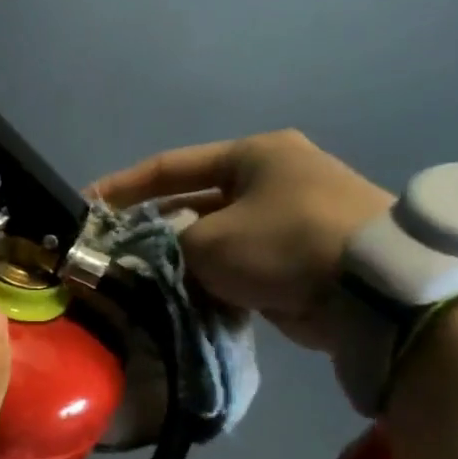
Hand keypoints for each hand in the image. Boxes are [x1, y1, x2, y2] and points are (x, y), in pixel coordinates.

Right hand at [92, 129, 393, 355]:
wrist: (371, 288)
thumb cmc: (283, 243)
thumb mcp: (208, 241)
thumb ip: (165, 247)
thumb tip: (146, 259)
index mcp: (252, 156)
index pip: (170, 167)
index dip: (123, 187)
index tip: (86, 206)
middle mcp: (270, 181)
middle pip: (191, 204)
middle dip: (151, 232)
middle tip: (112, 257)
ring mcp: (287, 221)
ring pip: (212, 240)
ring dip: (178, 262)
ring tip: (140, 285)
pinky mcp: (296, 260)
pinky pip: (237, 268)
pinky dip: (210, 282)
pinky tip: (181, 301)